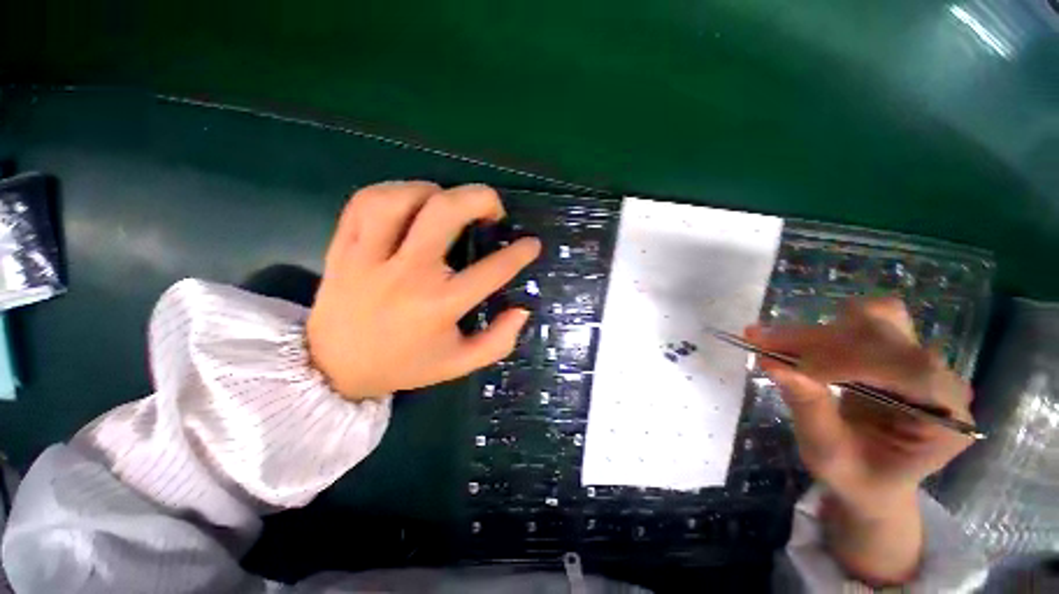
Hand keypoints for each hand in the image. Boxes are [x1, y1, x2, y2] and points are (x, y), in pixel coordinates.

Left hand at [307, 182, 540, 399]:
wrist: (335, 370)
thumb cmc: (406, 366)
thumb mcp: (460, 364)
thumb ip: (498, 341)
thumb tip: (522, 310)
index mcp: (440, 306)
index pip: (492, 270)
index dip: (520, 253)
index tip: (532, 243)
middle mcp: (408, 275)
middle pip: (445, 213)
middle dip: (480, 198)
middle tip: (493, 208)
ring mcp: (370, 258)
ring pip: (400, 199)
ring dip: (433, 191)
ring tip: (447, 203)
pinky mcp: (342, 248)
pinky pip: (364, 203)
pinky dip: (392, 192)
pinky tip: (409, 203)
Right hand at [745, 298, 973, 583]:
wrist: (871, 481)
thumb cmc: (857, 478)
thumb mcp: (829, 455)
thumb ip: (809, 409)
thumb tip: (772, 363)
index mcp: (946, 419)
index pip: (910, 369)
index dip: (850, 361)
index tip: (793, 367)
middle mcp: (942, 382)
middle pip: (887, 336)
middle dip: (819, 340)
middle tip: (761, 342)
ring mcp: (920, 362)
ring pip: (874, 319)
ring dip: (818, 331)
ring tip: (773, 341)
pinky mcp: (894, 350)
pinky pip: (860, 323)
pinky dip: (820, 330)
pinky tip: (791, 342)